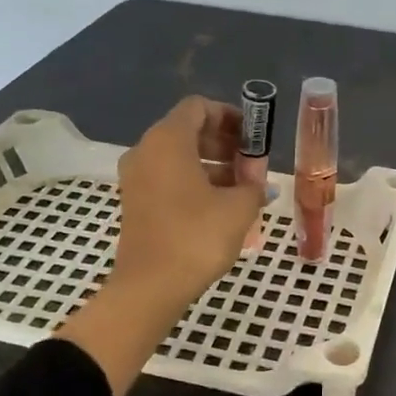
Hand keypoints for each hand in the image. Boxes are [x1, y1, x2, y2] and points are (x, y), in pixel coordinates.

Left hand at [111, 96, 265, 305]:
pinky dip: (194, 181)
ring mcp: (136, 178)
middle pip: (187, 130)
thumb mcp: (238, 208)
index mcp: (168, 140)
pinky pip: (168, 177)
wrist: (150, 287)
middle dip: (223, 142)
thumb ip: (253, 185)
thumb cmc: (197, 237)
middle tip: (252, 162)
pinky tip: (221, 205)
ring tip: (242, 186)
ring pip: (178, 156)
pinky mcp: (135, 202)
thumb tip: (260, 184)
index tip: (253, 135)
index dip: (229, 115)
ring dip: (212, 164)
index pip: (198, 108)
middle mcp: (146, 150)